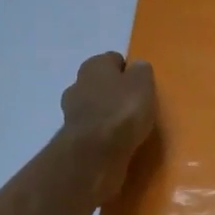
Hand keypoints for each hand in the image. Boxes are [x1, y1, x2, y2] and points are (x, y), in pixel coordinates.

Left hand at [59, 52, 157, 202]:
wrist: (94, 153)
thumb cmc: (121, 110)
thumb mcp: (143, 84)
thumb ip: (141, 72)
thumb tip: (138, 68)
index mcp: (94, 65)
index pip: (114, 60)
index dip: (128, 71)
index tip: (141, 86)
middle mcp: (78, 83)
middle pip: (101, 84)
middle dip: (114, 93)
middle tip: (134, 107)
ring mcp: (71, 112)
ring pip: (94, 107)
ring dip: (106, 115)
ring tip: (127, 128)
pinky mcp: (72, 138)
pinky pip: (92, 130)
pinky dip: (102, 134)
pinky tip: (116, 143)